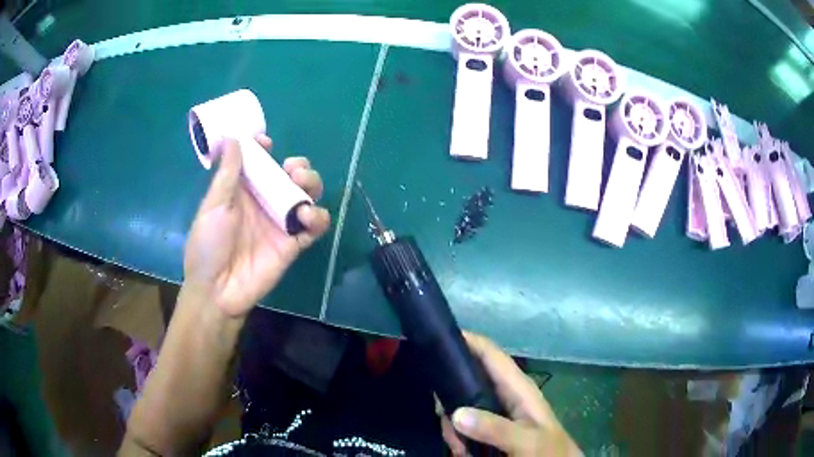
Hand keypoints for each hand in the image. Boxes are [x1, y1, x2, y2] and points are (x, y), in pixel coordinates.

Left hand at [183, 135, 329, 317]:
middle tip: (292, 169)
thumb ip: (227, 173)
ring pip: (307, 195)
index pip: (260, 163)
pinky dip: (319, 217)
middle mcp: (264, 203)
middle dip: (298, 166)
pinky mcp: (294, 243)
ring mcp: (281, 223)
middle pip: (290, 176)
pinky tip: (307, 216)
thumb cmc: (208, 246)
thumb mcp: (213, 206)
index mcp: (243, 191)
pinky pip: (315, 226)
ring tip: (301, 185)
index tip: (266, 142)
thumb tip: (233, 138)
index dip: (265, 149)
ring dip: (311, 184)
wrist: (217, 290)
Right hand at [440, 332, 581, 455]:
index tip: (434, 339)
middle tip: (442, 419)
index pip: (489, 352)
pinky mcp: (488, 429)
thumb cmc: (549, 450)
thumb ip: (495, 428)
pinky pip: (462, 426)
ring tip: (460, 448)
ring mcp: (494, 413)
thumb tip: (455, 413)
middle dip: (449, 398)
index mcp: (517, 386)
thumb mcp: (526, 440)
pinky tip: (464, 452)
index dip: (466, 340)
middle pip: (466, 380)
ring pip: (459, 407)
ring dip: (453, 427)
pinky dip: (458, 439)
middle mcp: (503, 394)